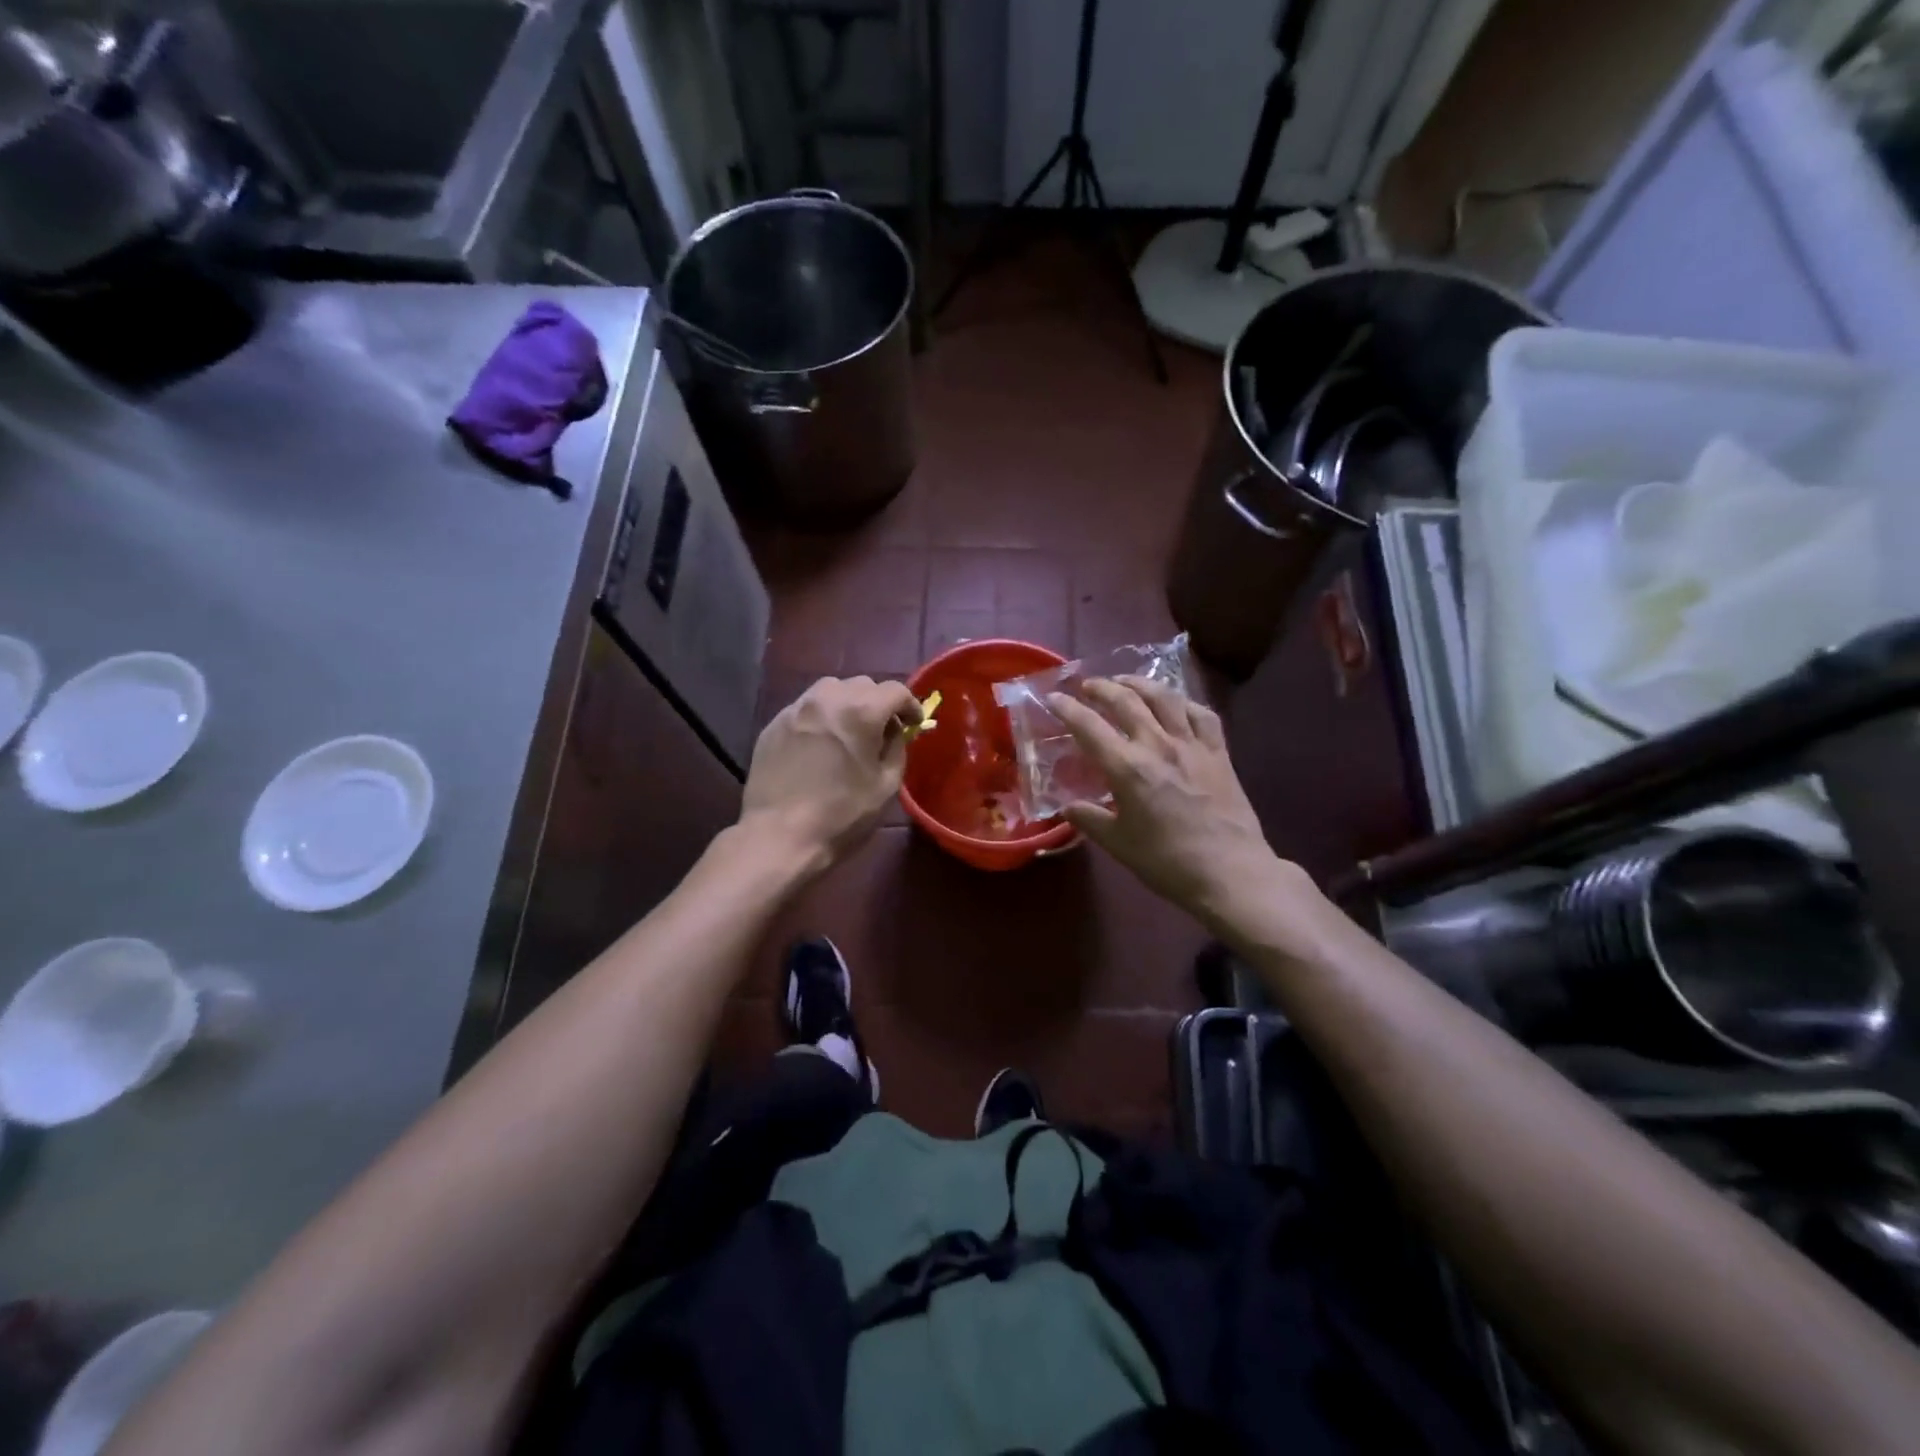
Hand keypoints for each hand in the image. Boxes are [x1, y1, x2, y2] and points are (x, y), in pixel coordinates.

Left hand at [740, 675, 919, 874]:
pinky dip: (820, 716)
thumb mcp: (885, 785)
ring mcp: (796, 709)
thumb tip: (894, 731)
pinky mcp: (774, 724)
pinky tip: (820, 743)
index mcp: (861, 712)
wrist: (780, 835)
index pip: (895, 690)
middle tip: (882, 729)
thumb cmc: (842, 815)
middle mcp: (827, 699)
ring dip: (847, 702)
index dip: (910, 705)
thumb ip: (896, 748)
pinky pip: (805, 707)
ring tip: (849, 730)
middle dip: (878, 702)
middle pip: (862, 684)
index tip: (914, 723)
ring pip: (830, 689)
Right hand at [1048, 677, 1315, 933]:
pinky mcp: (1219, 753)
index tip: (1054, 697)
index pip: (1089, 727)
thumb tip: (1068, 807)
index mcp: (1128, 768)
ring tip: (1126, 682)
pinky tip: (1176, 704)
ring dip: (1141, 683)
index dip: (1068, 708)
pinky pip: (1202, 714)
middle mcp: (1158, 745)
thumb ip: (1090, 820)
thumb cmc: (1167, 862)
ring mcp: (1193, 745)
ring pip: (1165, 698)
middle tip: (1088, 685)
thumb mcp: (1119, 844)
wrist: (1230, 872)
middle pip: (1126, 701)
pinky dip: (1184, 702)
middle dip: (1102, 687)